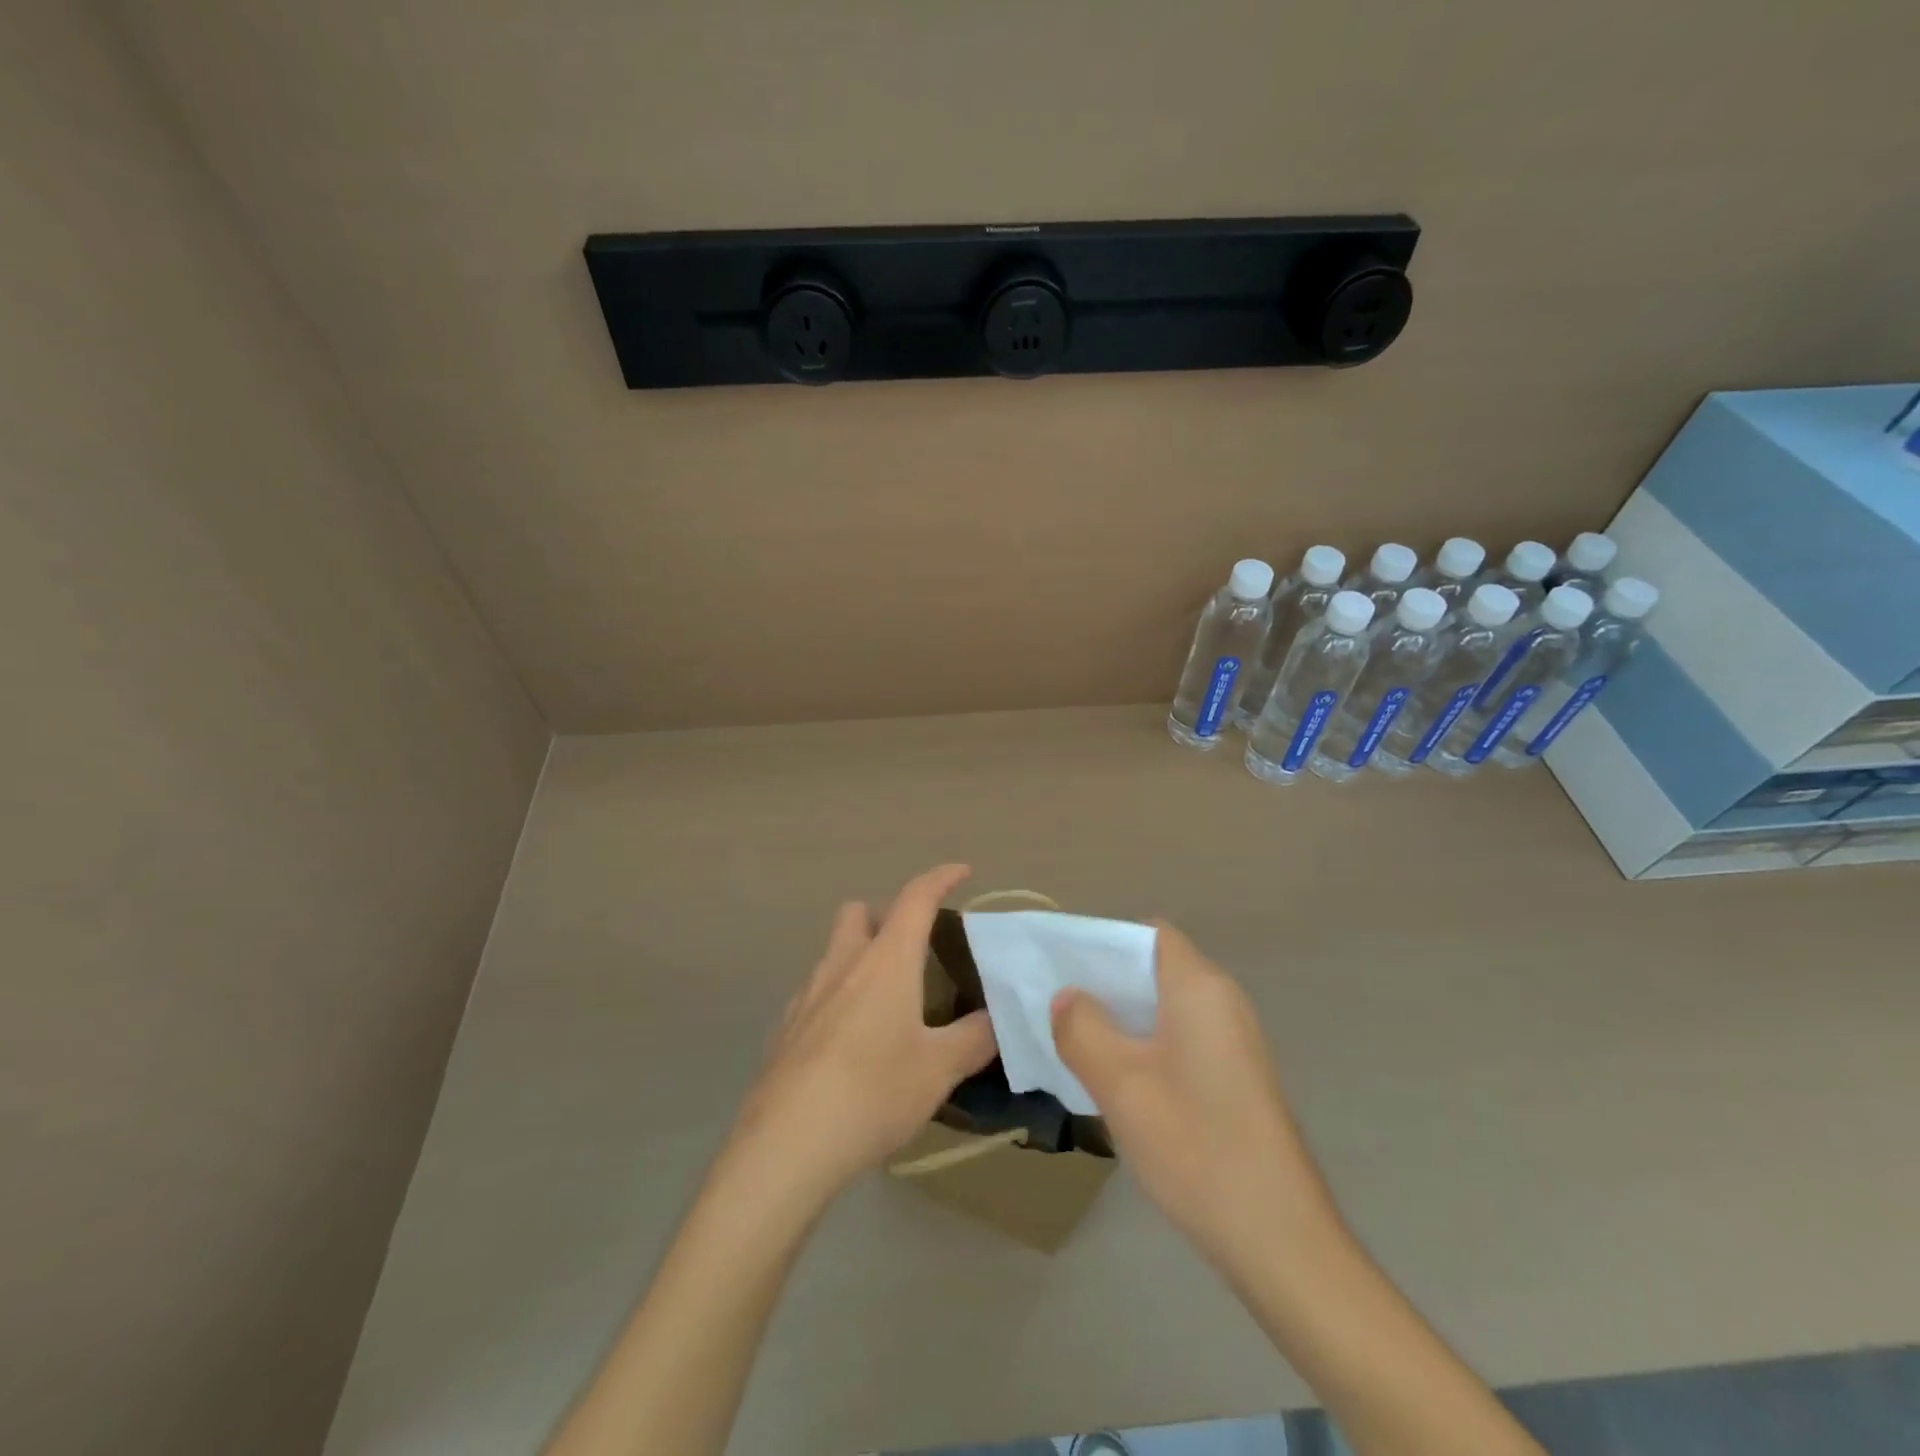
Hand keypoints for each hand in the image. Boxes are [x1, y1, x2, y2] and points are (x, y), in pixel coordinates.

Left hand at [723, 864, 997, 1209]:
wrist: (787, 1145)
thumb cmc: (874, 1092)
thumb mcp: (939, 1068)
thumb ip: (975, 1038)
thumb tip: (997, 1019)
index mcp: (886, 961)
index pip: (915, 898)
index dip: (940, 878)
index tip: (962, 871)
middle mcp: (843, 964)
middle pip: (859, 912)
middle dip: (887, 915)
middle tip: (914, 947)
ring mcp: (807, 995)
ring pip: (835, 952)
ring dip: (862, 956)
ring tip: (888, 1001)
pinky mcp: (785, 1028)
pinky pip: (817, 992)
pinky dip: (839, 995)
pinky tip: (852, 1040)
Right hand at [1051, 923, 1340, 1268]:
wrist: (1279, 1240)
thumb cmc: (1195, 1146)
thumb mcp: (1121, 1084)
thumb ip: (1082, 1029)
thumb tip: (1067, 998)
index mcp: (1200, 988)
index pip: (1147, 934)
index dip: (1102, 942)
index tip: (1063, 968)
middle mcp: (1223, 1002)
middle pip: (1154, 968)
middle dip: (1105, 983)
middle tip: (1058, 1008)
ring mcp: (1234, 1041)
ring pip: (1165, 1007)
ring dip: (1122, 1018)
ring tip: (1077, 1043)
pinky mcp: (1236, 1076)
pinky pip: (1180, 1038)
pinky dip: (1145, 1044)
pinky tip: (1118, 1081)